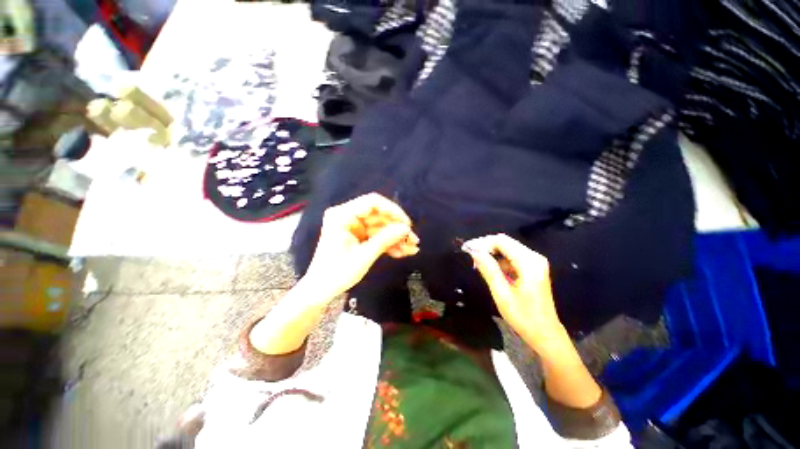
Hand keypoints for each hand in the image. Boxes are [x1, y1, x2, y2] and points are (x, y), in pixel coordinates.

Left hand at [303, 193, 418, 300]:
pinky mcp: (359, 237)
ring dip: (396, 238)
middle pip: (379, 216)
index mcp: (343, 215)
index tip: (406, 224)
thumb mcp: (363, 256)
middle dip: (397, 228)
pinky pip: (377, 236)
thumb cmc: (336, 273)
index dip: (393, 211)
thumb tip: (406, 229)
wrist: (321, 291)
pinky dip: (389, 244)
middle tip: (413, 240)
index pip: (372, 203)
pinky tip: (402, 252)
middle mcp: (349, 217)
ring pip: (381, 227)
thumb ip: (385, 239)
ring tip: (412, 249)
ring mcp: (355, 227)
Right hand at [462, 234, 566, 353]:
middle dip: (486, 247)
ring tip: (478, 265)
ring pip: (508, 248)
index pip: (501, 241)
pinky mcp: (533, 268)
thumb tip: (474, 251)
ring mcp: (535, 262)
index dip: (483, 243)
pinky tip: (491, 270)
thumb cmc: (523, 317)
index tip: (468, 250)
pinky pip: (512, 257)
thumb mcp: (502, 293)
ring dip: (492, 254)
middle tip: (471, 257)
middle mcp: (534, 257)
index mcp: (529, 262)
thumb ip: (488, 269)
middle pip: (505, 242)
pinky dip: (499, 260)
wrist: (545, 334)